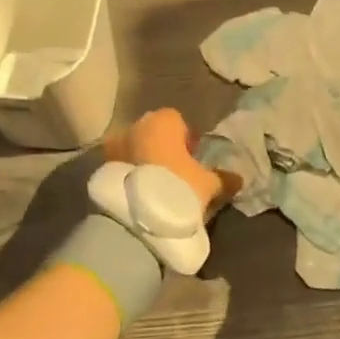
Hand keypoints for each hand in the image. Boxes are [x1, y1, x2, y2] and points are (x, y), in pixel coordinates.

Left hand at [104, 108, 236, 214]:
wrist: (136, 218)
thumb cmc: (178, 188)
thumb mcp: (208, 185)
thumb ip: (223, 178)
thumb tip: (238, 178)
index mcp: (162, 121)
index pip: (178, 120)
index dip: (187, 139)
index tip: (194, 160)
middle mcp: (135, 126)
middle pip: (153, 133)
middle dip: (163, 148)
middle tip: (176, 174)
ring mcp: (114, 146)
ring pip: (135, 148)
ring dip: (145, 161)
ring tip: (158, 187)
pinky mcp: (101, 168)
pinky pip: (122, 166)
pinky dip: (130, 174)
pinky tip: (142, 194)